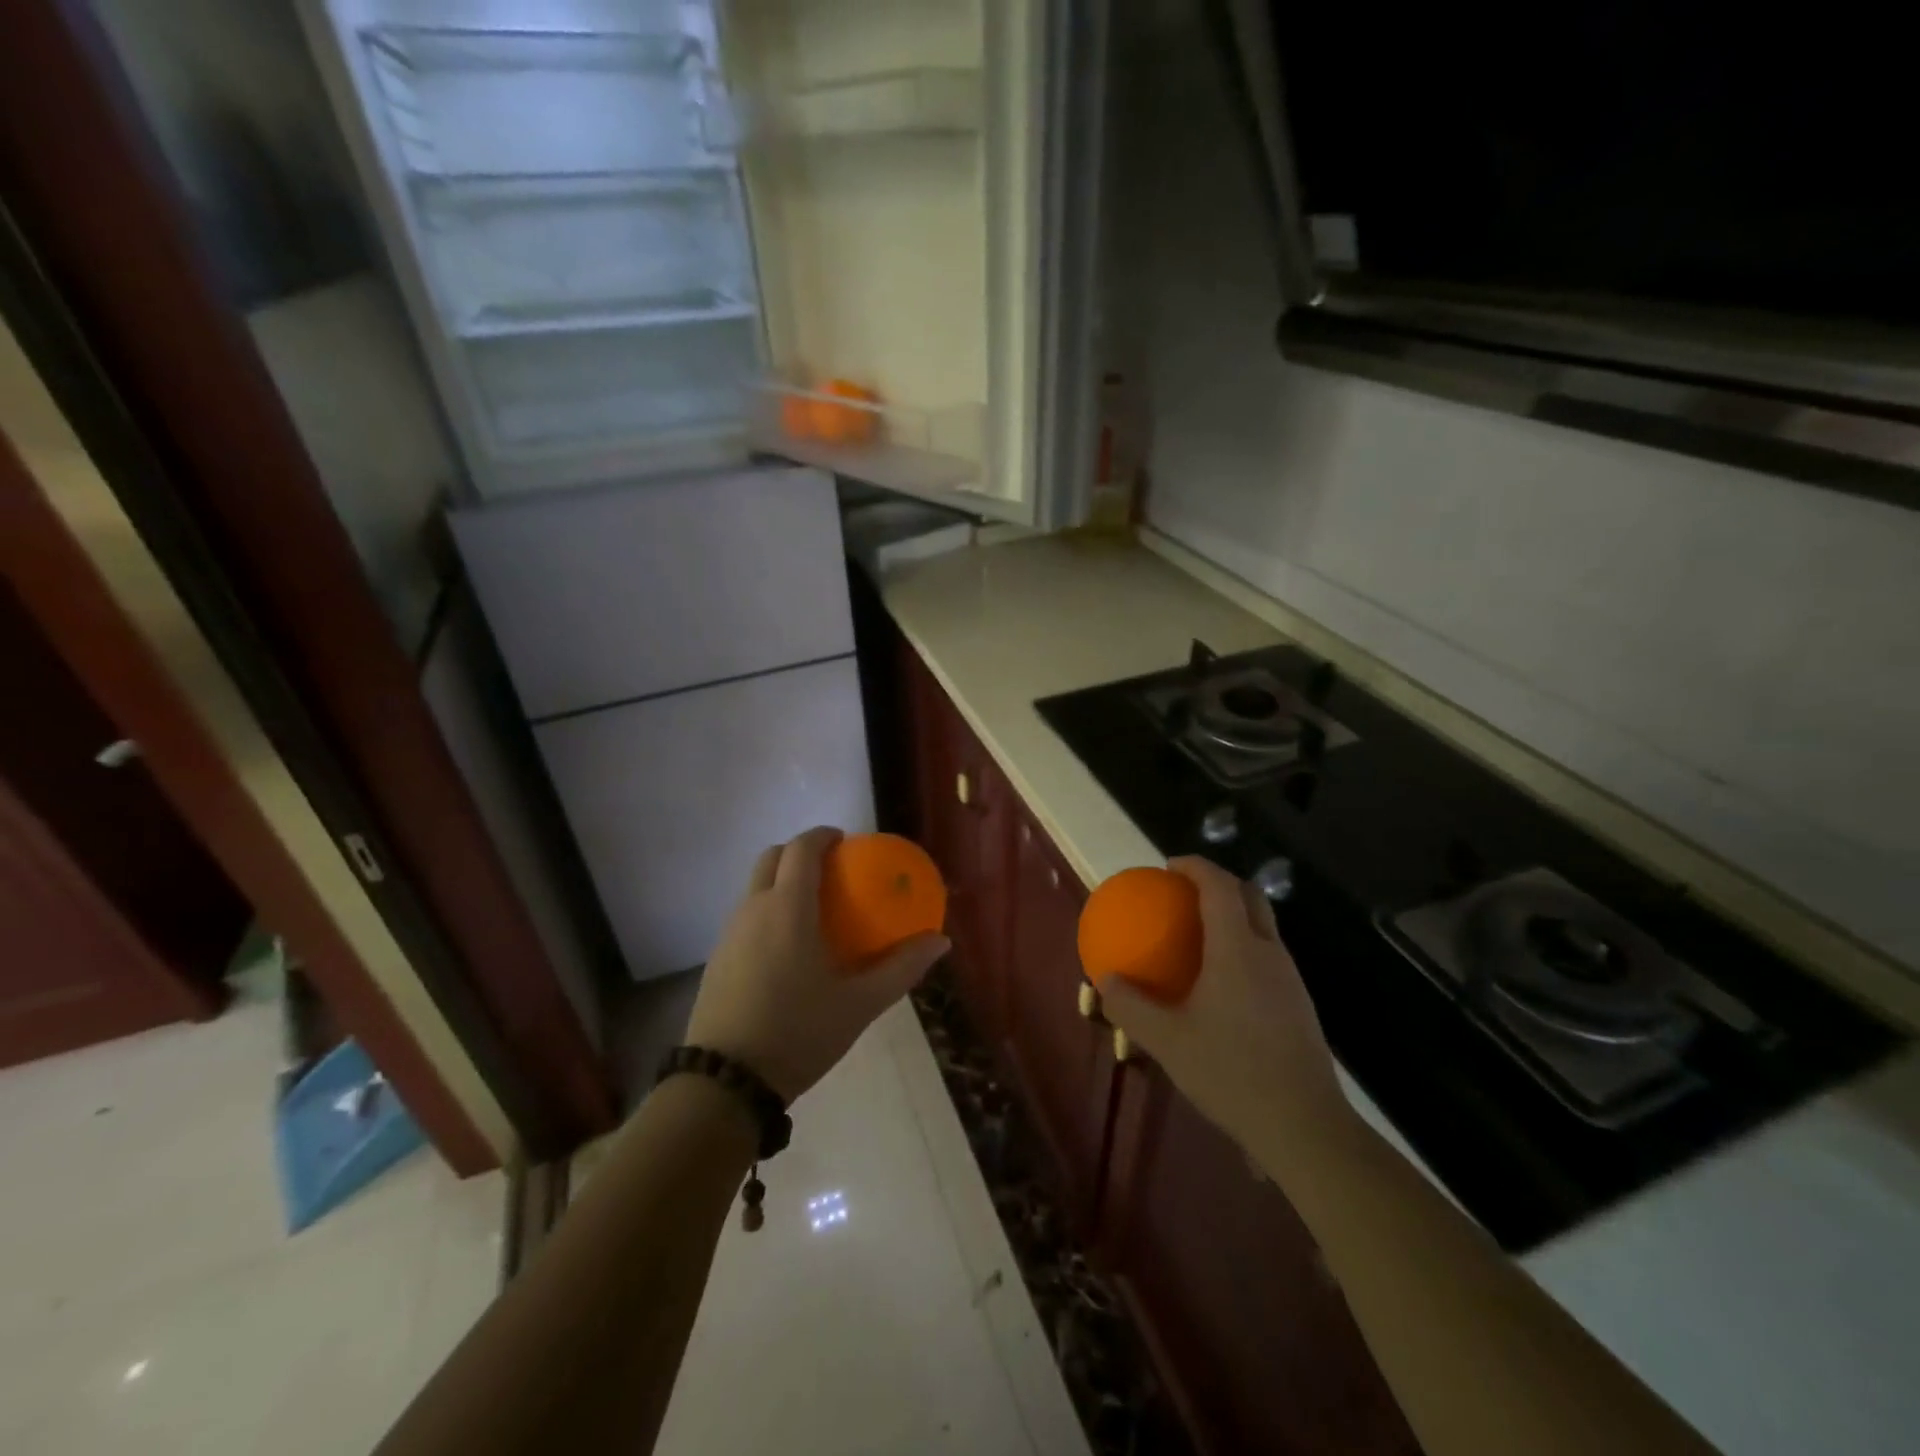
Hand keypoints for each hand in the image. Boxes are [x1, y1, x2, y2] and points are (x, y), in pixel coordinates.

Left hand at [686, 827, 948, 1102]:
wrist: (726, 1082)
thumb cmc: (799, 1033)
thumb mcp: (860, 1004)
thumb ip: (902, 967)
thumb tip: (940, 940)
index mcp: (788, 908)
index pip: (802, 849)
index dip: (823, 835)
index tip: (846, 842)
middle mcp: (753, 909)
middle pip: (772, 857)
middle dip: (800, 852)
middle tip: (831, 870)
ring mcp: (729, 933)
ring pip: (755, 885)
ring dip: (782, 881)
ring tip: (814, 909)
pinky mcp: (717, 957)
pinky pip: (746, 915)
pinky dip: (768, 909)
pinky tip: (789, 948)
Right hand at [1101, 856, 1351, 1159]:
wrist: (1305, 1127)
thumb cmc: (1231, 1073)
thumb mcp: (1167, 1041)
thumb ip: (1130, 1007)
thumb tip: (1104, 981)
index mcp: (1237, 949)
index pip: (1220, 886)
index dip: (1195, 866)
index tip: (1168, 867)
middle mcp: (1269, 953)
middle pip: (1250, 896)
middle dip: (1219, 883)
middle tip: (1184, 894)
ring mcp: (1290, 979)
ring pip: (1263, 927)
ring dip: (1233, 916)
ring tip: (1198, 937)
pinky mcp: (1300, 1005)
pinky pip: (1268, 956)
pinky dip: (1243, 948)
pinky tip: (1221, 985)